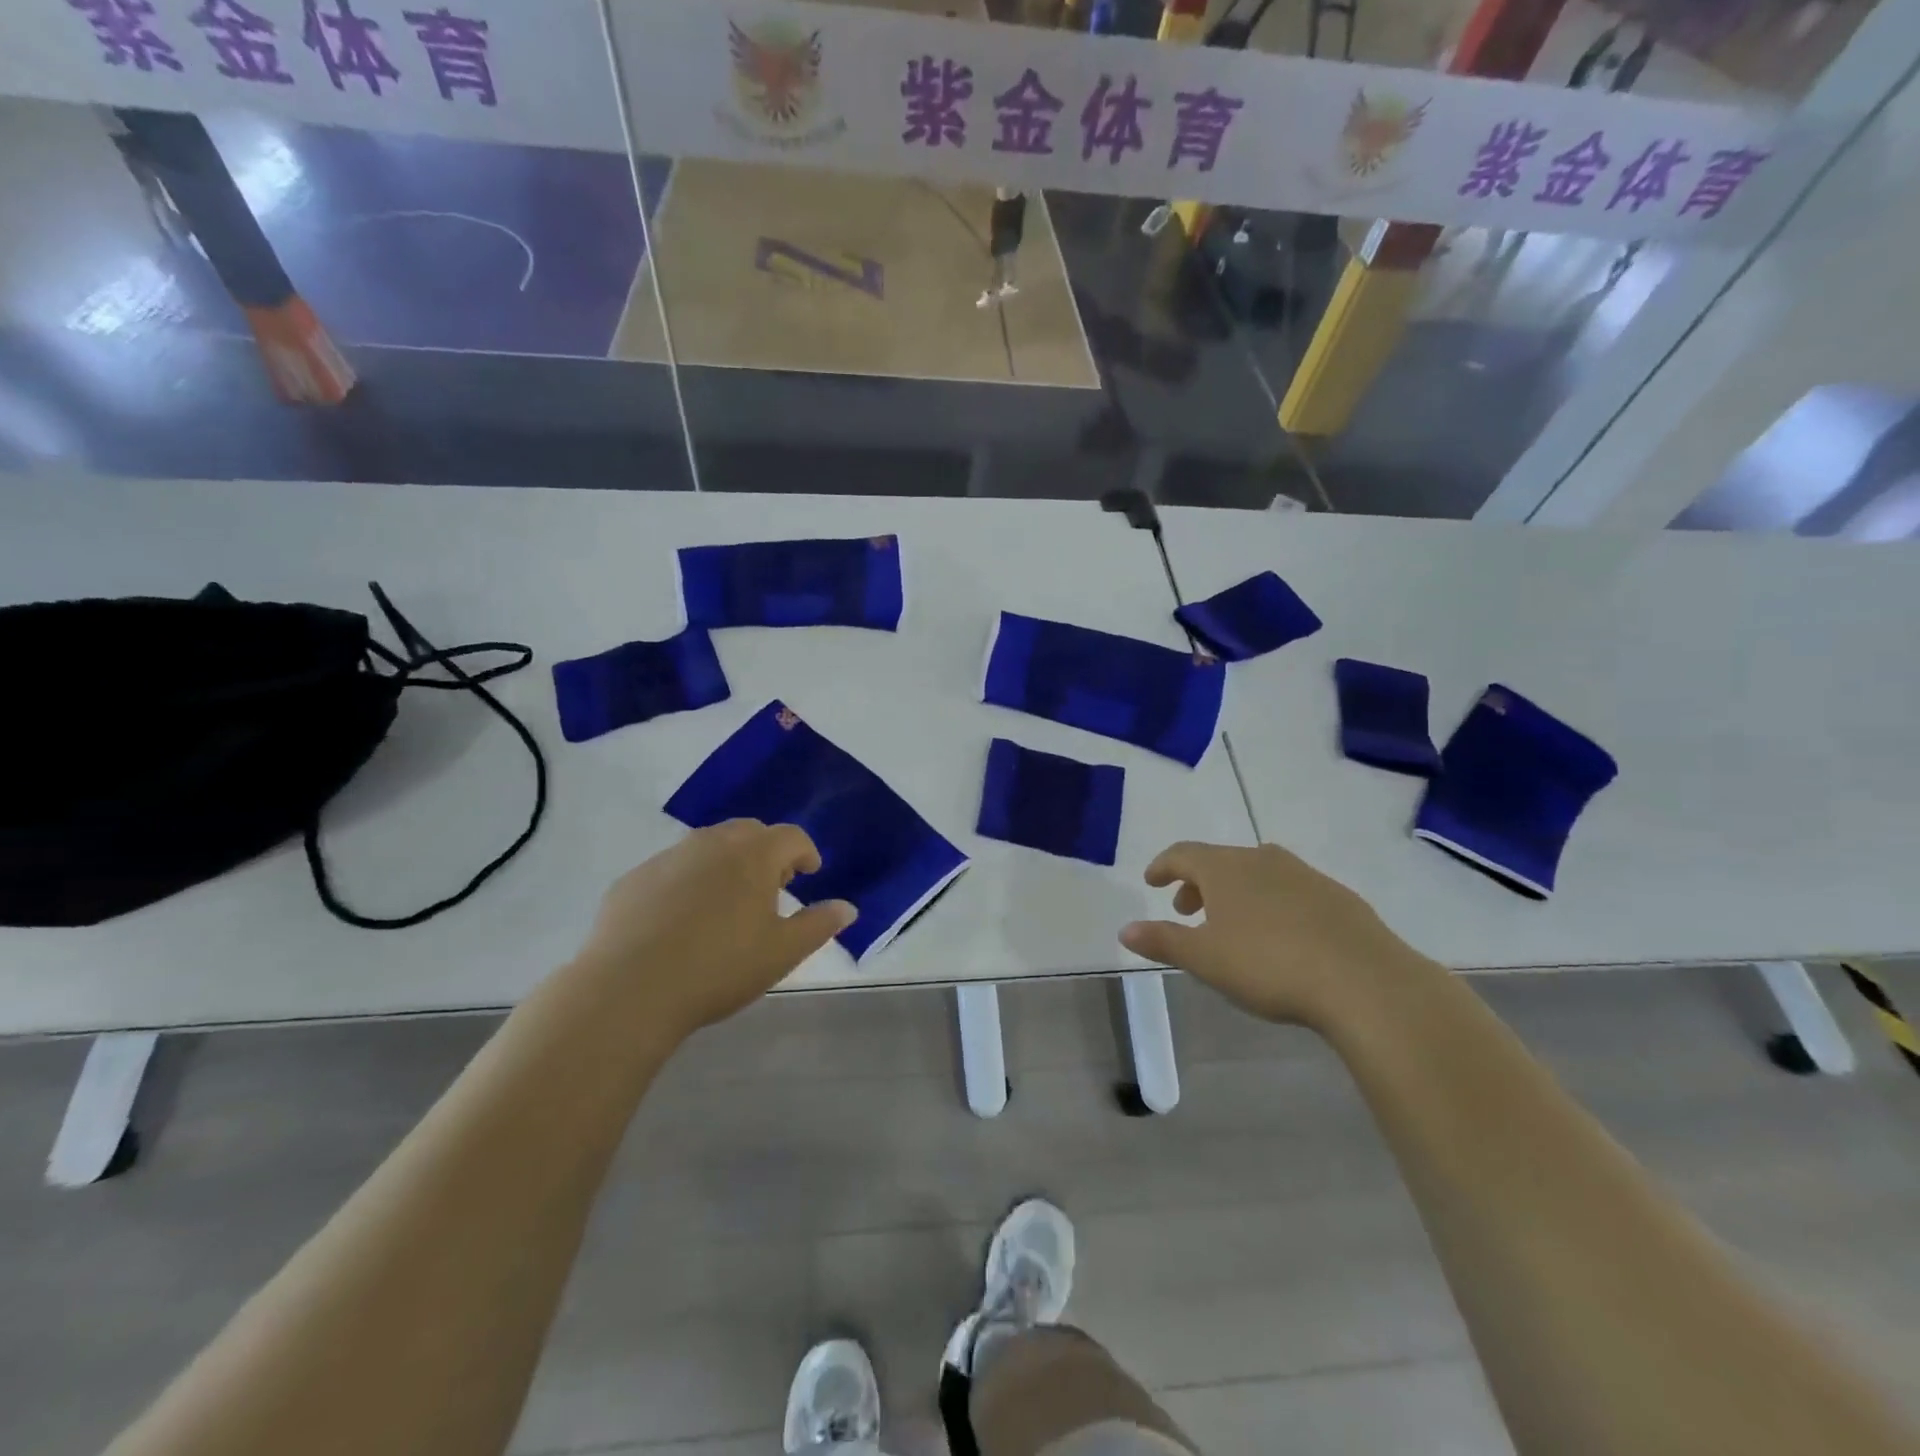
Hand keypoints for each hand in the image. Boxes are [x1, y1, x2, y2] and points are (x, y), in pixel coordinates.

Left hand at [573, 820, 854, 1037]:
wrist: (629, 990)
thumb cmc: (720, 967)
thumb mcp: (782, 952)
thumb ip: (819, 925)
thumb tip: (847, 908)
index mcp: (754, 855)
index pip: (791, 836)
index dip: (806, 852)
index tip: (810, 872)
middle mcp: (711, 843)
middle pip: (748, 832)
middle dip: (767, 851)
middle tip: (773, 884)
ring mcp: (668, 858)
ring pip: (707, 846)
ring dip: (726, 862)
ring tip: (728, 901)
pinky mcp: (633, 879)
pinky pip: (672, 869)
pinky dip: (687, 881)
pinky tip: (681, 919)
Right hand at [1119, 840, 1436, 1027]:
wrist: (1364, 980)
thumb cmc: (1269, 965)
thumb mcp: (1205, 959)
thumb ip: (1163, 940)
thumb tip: (1124, 929)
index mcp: (1225, 868)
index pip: (1183, 854)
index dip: (1163, 866)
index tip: (1152, 880)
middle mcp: (1262, 859)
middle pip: (1219, 861)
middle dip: (1198, 883)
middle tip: (1187, 909)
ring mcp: (1304, 874)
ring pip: (1257, 873)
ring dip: (1235, 892)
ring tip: (1232, 923)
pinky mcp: (1337, 896)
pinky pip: (1290, 889)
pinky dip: (1271, 902)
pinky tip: (1281, 934)